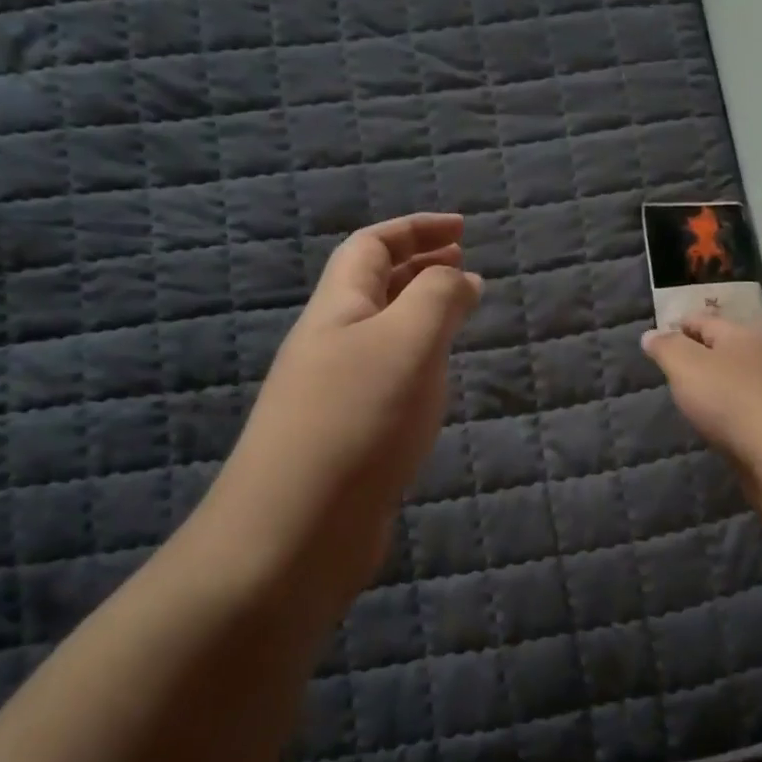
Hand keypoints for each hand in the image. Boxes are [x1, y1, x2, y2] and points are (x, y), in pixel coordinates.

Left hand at [211, 213, 482, 594]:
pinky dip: (417, 366)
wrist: (295, 532)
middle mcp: (329, 345)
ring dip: (420, 317)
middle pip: (372, 287)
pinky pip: (386, 380)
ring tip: (459, 320)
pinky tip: (435, 385)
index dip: (416, 229)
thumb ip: (438, 299)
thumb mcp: (407, 343)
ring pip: (381, 336)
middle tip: (466, 267)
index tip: (464, 230)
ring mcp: (333, 395)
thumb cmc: (356, 422)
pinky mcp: (346, 439)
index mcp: (337, 310)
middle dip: (419, 268)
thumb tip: (459, 276)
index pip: (371, 246)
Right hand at [641, 317, 761, 476]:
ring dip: (714, 384)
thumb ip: (666, 348)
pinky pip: (744, 406)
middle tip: (670, 369)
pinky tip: (715, 422)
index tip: (657, 339)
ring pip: (735, 377)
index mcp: (740, 334)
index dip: (678, 326)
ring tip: (689, 397)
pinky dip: (727, 408)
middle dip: (697, 354)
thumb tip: (652, 334)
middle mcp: (761, 356)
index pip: (703, 320)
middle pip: (723, 347)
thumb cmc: (729, 400)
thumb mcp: (685, 366)